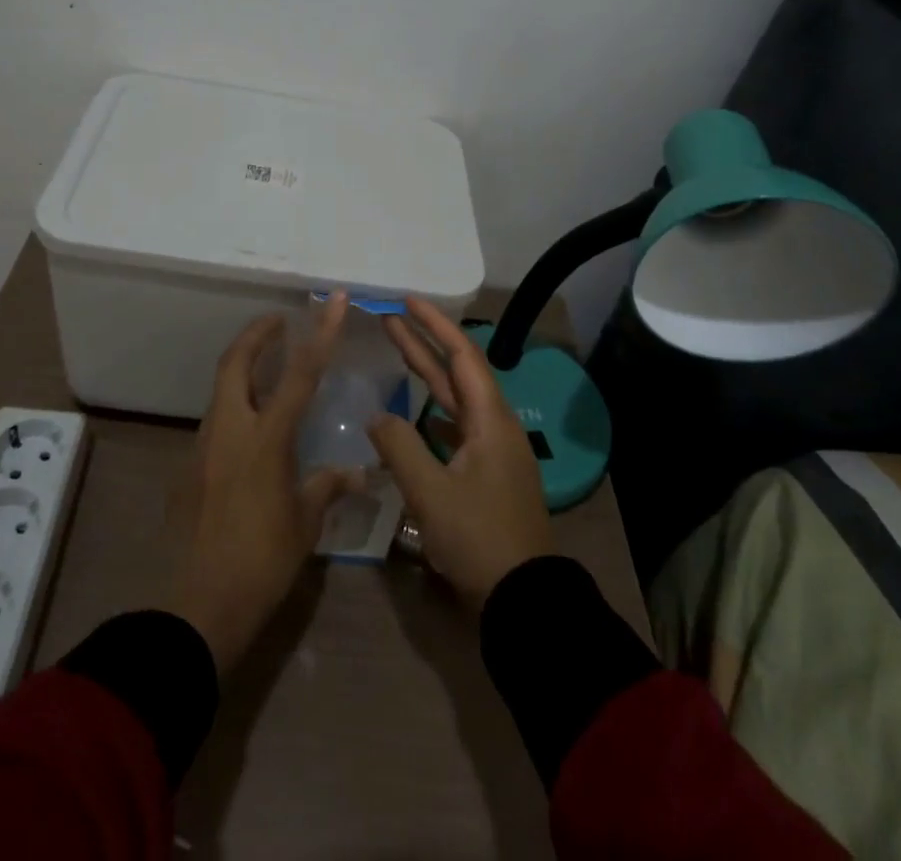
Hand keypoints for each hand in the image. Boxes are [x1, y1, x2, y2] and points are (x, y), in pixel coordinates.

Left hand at [166, 293, 360, 672]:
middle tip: (278, 323)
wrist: (195, 607)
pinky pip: (213, 421)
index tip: (330, 300)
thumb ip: (328, 487)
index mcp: (265, 439)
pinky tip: (249, 431)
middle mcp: (230, 430)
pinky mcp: (187, 466)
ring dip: (242, 369)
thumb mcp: (304, 524)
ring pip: (220, 389)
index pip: (299, 373)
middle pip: (236, 361)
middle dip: (257, 334)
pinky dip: (233, 407)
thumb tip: (361, 473)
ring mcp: (202, 446)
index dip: (319, 333)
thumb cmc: (261, 563)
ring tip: (268, 371)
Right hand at [368, 299, 554, 610]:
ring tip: (397, 351)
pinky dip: (433, 411)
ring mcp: (493, 451)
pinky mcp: (487, 474)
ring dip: (427, 375)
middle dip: (425, 343)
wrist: (523, 598)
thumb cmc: (479, 539)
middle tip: (390, 318)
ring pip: (455, 400)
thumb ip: (399, 447)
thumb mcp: (431, 493)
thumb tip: (377, 417)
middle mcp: (495, 426)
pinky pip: (456, 427)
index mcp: (490, 420)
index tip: (407, 301)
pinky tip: (414, 412)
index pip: (462, 355)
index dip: (435, 325)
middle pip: (457, 372)